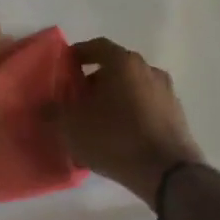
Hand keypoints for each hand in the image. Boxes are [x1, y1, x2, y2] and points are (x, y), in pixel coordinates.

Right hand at [53, 37, 203, 207]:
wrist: (167, 172)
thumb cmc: (115, 139)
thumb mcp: (72, 127)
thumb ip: (54, 112)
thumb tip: (43, 106)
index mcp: (123, 63)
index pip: (97, 46)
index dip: (78, 54)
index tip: (64, 67)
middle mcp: (148, 69)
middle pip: (115, 67)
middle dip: (94, 80)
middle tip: (77, 98)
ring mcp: (166, 92)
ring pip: (132, 87)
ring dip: (114, 97)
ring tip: (97, 120)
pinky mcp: (176, 115)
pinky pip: (146, 106)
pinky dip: (131, 113)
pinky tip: (119, 135)